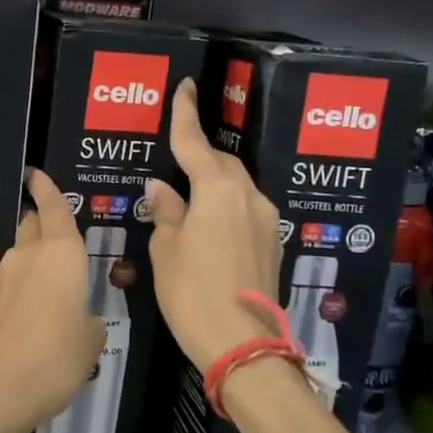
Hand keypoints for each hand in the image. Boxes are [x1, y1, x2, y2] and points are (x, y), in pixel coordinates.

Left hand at [0, 168, 106, 427]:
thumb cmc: (58, 356)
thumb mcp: (92, 339)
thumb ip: (87, 319)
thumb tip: (77, 318)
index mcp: (60, 253)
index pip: (53, 207)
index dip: (45, 187)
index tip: (35, 173)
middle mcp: (28, 256)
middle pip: (32, 225)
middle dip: (41, 221)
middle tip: (56, 229)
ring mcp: (3, 278)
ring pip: (20, 254)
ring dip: (32, 258)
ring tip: (51, 282)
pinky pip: (11, 282)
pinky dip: (22, 286)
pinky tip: (34, 312)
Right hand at [146, 79, 283, 372]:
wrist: (243, 346)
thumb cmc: (192, 292)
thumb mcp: (165, 250)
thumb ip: (166, 212)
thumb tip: (161, 188)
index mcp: (218, 190)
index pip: (196, 142)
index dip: (185, 114)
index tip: (185, 86)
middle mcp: (249, 197)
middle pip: (221, 162)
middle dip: (200, 152)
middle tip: (176, 150)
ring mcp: (265, 221)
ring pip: (236, 186)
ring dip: (213, 180)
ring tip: (187, 188)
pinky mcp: (271, 243)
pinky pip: (244, 209)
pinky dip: (224, 204)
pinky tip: (207, 220)